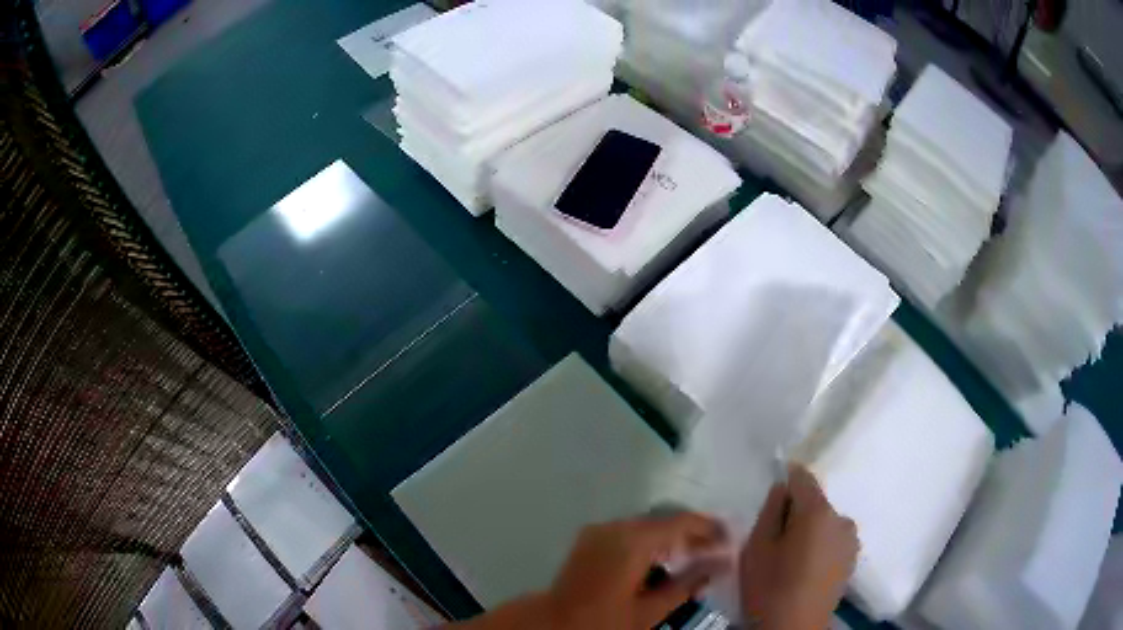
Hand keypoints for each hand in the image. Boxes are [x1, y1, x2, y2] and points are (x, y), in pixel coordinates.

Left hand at [544, 512, 730, 629]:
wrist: (555, 621)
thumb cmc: (606, 620)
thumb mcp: (652, 609)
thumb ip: (689, 583)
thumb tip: (722, 564)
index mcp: (633, 541)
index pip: (681, 522)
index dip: (709, 528)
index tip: (729, 539)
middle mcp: (617, 526)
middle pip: (664, 520)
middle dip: (691, 533)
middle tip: (715, 550)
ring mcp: (600, 529)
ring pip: (647, 524)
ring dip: (671, 536)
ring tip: (693, 555)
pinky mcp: (590, 537)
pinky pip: (628, 530)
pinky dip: (649, 540)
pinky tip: (661, 558)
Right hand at [740, 465, 858, 629]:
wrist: (794, 629)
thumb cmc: (770, 588)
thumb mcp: (757, 547)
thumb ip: (770, 511)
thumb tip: (783, 487)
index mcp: (818, 512)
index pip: (803, 478)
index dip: (786, 479)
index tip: (772, 496)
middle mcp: (842, 519)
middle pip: (816, 503)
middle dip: (796, 512)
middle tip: (775, 538)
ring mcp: (851, 540)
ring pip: (825, 522)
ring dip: (809, 530)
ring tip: (790, 557)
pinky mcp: (853, 559)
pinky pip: (833, 539)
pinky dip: (820, 544)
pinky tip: (804, 568)